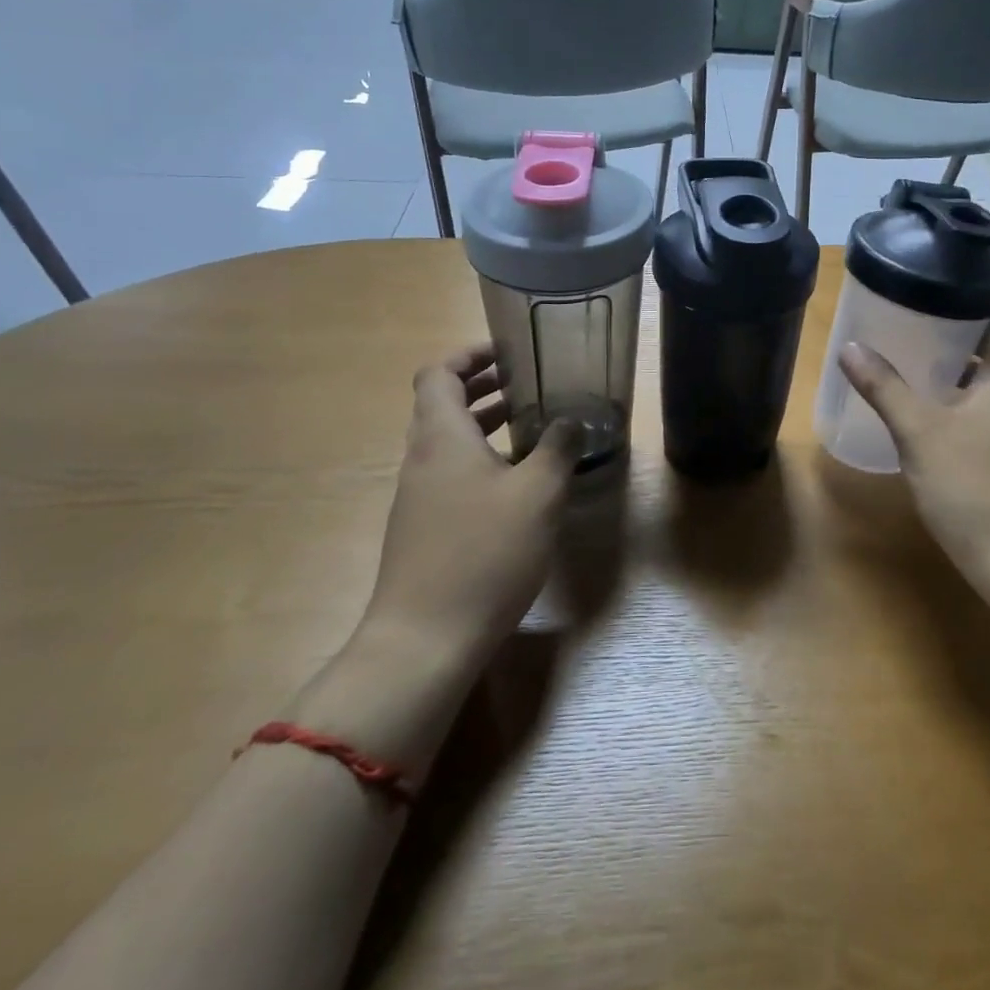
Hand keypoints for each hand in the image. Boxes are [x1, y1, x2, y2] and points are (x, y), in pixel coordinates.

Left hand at [360, 344, 577, 656]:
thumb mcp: (538, 494)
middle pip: (441, 404)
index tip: (508, 351)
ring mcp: (418, 496)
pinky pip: (450, 473)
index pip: (438, 373)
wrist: (426, 639)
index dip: (469, 355)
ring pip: (447, 441)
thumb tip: (571, 419)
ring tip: (528, 424)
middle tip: (527, 382)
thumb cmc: (485, 553)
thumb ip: (558, 448)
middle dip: (482, 386)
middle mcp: (421, 458)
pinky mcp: (423, 528)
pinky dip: (480, 459)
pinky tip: (516, 483)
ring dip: (483, 424)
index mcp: (441, 437)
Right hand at [840, 306, 989, 581]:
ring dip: (962, 372)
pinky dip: (966, 406)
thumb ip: (885, 389)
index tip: (953, 284)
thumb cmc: (976, 488)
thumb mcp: (920, 434)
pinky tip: (934, 422)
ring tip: (916, 365)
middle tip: (918, 321)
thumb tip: (850, 347)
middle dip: (964, 333)